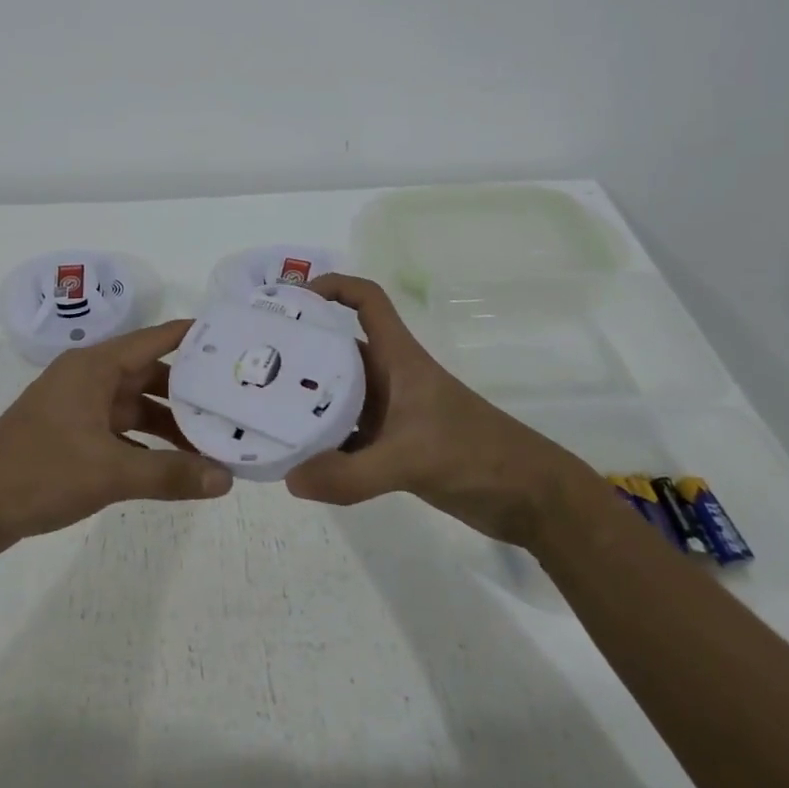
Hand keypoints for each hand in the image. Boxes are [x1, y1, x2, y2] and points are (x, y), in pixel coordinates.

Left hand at [0, 319, 232, 560]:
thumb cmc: (38, 473)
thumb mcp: (108, 473)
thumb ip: (169, 475)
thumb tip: (226, 479)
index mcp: (94, 366)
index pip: (155, 338)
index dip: (195, 338)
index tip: (236, 344)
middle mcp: (88, 377)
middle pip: (149, 373)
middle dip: (189, 390)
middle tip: (233, 403)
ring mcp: (77, 406)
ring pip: (135, 404)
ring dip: (168, 422)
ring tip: (212, 440)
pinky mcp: (70, 434)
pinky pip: (119, 429)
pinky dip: (145, 443)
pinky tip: (173, 464)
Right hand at [283, 274, 597, 547]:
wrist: (533, 500)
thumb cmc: (478, 455)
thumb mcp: (412, 460)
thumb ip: (351, 473)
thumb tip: (290, 478)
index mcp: (400, 359)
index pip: (367, 301)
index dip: (333, 287)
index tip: (293, 300)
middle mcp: (392, 378)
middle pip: (340, 349)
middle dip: (302, 350)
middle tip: (255, 363)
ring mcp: (394, 413)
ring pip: (341, 395)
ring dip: (309, 401)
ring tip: (264, 410)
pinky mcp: (397, 447)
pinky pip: (349, 435)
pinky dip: (325, 442)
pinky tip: (298, 459)